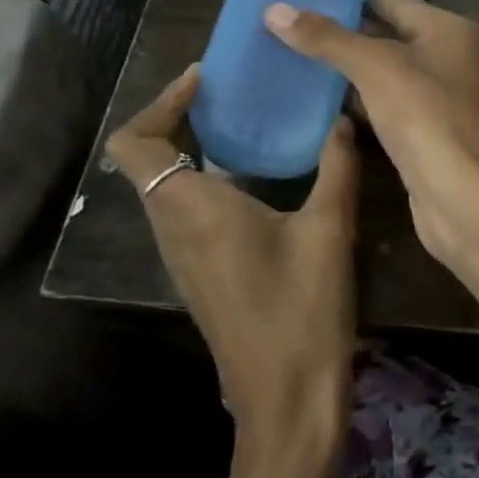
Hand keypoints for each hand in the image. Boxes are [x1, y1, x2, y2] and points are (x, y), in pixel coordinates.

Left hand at [106, 66, 358, 469]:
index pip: (136, 143)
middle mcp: (174, 230)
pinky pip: (188, 214)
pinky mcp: (201, 277)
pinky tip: (262, 184)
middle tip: (236, 95)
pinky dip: (209, 184)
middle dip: (182, 119)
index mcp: (194, 209)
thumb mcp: (330, 230)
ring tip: (251, 129)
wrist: (286, 397)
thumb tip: (342, 118)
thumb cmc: (303, 309)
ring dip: (196, 152)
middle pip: (148, 161)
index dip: (161, 102)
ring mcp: (183, 258)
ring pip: (167, 189)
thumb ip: (336, 167)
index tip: (206, 80)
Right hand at [264, 0, 478, 260]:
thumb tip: (275, 9)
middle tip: (286, 27)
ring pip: (387, 74)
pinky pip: (389, 106)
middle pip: (390, 36)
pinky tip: (320, 102)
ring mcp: (443, 98)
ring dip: (348, 71)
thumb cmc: (427, 117)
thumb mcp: (375, 68)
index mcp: (450, 29)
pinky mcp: (430, 133)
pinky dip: (360, 103)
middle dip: (342, 34)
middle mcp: (453, 58)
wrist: (463, 196)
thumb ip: (328, 38)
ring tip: (292, 58)